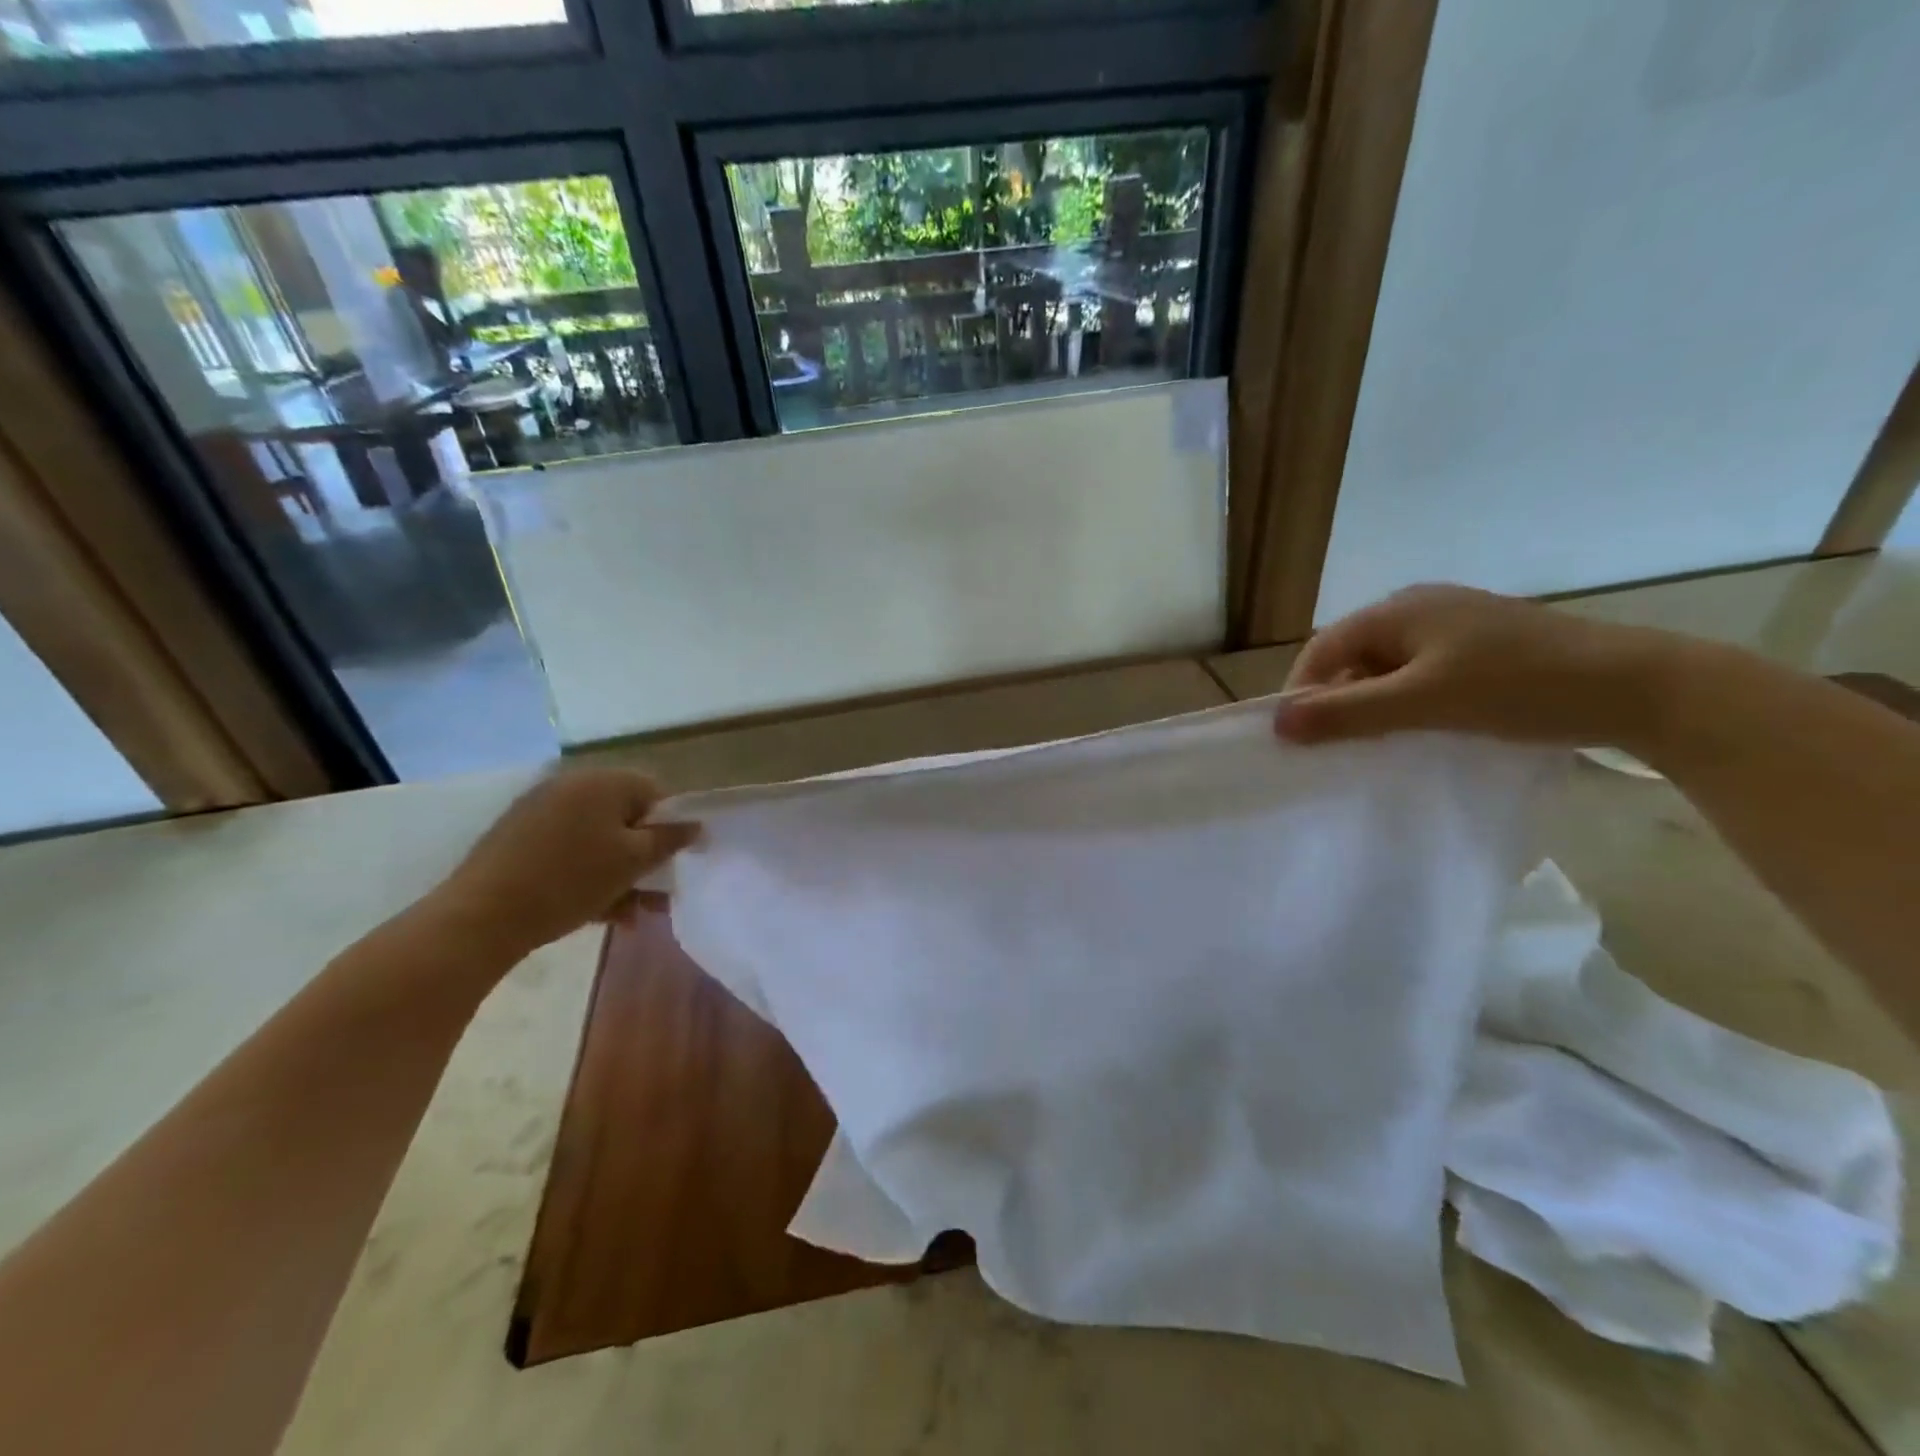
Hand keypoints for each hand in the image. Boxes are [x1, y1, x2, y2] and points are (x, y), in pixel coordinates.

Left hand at [431, 768, 697, 955]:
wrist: (480, 916)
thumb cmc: (570, 880)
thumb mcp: (632, 861)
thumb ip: (668, 840)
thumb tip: (694, 825)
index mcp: (602, 781)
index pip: (654, 792)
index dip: (669, 826)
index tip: (671, 861)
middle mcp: (570, 785)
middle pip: (625, 817)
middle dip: (643, 857)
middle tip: (653, 895)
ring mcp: (539, 810)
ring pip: (596, 839)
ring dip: (618, 873)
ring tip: (628, 915)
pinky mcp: (516, 837)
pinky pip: (567, 850)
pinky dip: (586, 875)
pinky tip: (596, 912)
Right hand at [1274, 584, 1665, 747]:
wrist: (1640, 687)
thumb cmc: (1519, 687)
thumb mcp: (1422, 703)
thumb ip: (1346, 712)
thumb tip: (1276, 723)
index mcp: (1398, 609)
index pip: (1322, 649)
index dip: (1301, 691)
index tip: (1297, 739)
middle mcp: (1420, 607)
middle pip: (1352, 656)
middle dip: (1337, 700)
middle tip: (1337, 746)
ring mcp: (1456, 624)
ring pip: (1387, 667)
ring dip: (1373, 704)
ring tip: (1379, 742)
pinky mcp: (1484, 646)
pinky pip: (1422, 673)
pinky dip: (1408, 701)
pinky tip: (1424, 727)